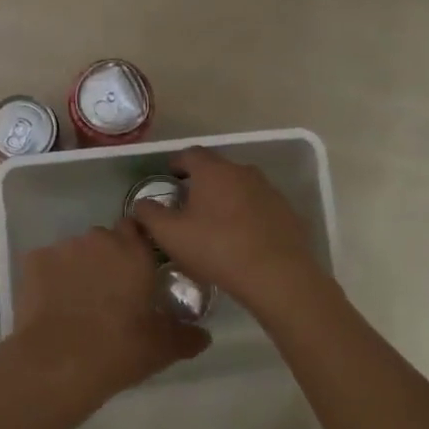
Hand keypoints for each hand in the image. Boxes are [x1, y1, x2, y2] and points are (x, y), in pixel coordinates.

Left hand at [3, 221, 209, 413]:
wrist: (58, 363)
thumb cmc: (119, 349)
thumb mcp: (162, 348)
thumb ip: (186, 336)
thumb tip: (203, 336)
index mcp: (134, 251)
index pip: (136, 228)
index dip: (135, 247)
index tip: (135, 270)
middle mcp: (99, 239)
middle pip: (104, 240)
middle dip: (106, 259)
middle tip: (108, 293)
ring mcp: (63, 247)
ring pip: (74, 251)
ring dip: (78, 268)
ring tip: (76, 302)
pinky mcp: (33, 261)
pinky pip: (45, 264)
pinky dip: (49, 279)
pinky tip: (51, 306)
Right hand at [129, 147, 328, 315]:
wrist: (276, 274)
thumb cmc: (217, 248)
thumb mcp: (171, 235)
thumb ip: (150, 215)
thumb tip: (142, 203)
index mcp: (213, 171)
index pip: (190, 154)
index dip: (177, 163)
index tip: (170, 177)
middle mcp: (243, 171)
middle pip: (217, 169)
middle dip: (202, 182)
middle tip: (189, 204)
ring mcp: (268, 190)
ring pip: (240, 187)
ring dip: (226, 198)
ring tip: (216, 223)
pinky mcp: (286, 211)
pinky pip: (259, 206)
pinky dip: (247, 215)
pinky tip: (242, 238)